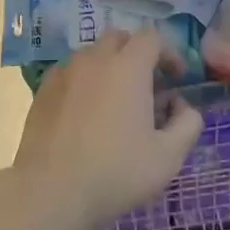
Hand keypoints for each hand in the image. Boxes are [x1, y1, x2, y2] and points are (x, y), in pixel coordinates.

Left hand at [10, 29, 203, 229]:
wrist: (50, 191)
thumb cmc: (116, 172)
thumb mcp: (168, 156)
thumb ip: (187, 124)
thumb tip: (182, 106)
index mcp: (128, 67)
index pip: (152, 38)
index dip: (169, 54)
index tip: (177, 79)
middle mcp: (94, 60)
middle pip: (119, 38)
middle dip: (137, 54)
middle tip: (147, 86)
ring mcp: (64, 73)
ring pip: (91, 54)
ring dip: (109, 67)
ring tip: (115, 101)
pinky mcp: (42, 91)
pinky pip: (69, 73)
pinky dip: (83, 82)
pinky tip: (85, 113)